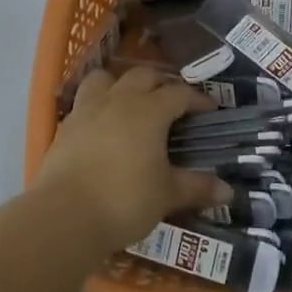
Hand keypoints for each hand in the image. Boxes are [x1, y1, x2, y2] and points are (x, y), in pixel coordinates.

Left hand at [32, 67, 232, 250]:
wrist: (64, 216)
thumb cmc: (124, 200)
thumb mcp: (167, 195)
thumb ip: (196, 187)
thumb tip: (227, 191)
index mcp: (149, 111)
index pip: (179, 93)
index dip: (197, 99)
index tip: (210, 111)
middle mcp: (118, 100)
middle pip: (143, 76)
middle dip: (161, 84)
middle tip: (173, 104)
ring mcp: (87, 110)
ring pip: (106, 79)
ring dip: (121, 84)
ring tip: (131, 103)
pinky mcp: (65, 126)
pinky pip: (84, 102)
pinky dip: (97, 105)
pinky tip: (102, 126)